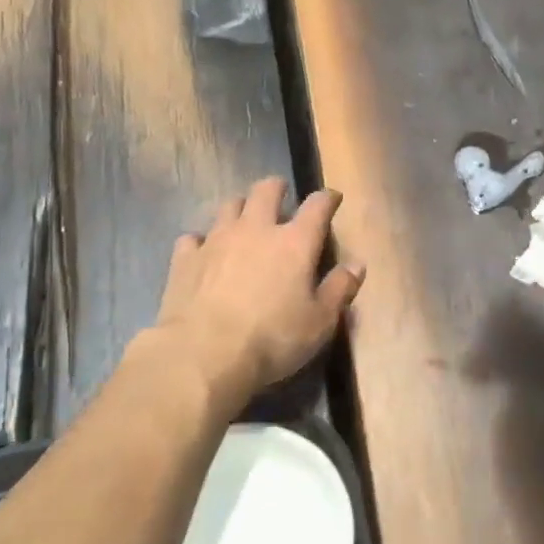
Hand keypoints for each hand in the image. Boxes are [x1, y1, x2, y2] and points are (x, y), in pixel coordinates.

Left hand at [150, 177, 363, 414]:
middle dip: (276, 188)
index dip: (327, 198)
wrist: (203, 355)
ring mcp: (217, 240)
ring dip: (240, 208)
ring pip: (228, 206)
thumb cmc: (272, 339)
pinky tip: (204, 252)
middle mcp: (256, 230)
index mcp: (295, 243)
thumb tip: (357, 264)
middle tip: (281, 195)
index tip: (332, 197)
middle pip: (266, 191)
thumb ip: (340, 289)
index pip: (317, 206)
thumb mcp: (320, 322)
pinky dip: (202, 241)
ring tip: (244, 219)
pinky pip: (193, 238)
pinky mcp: (185, 259)